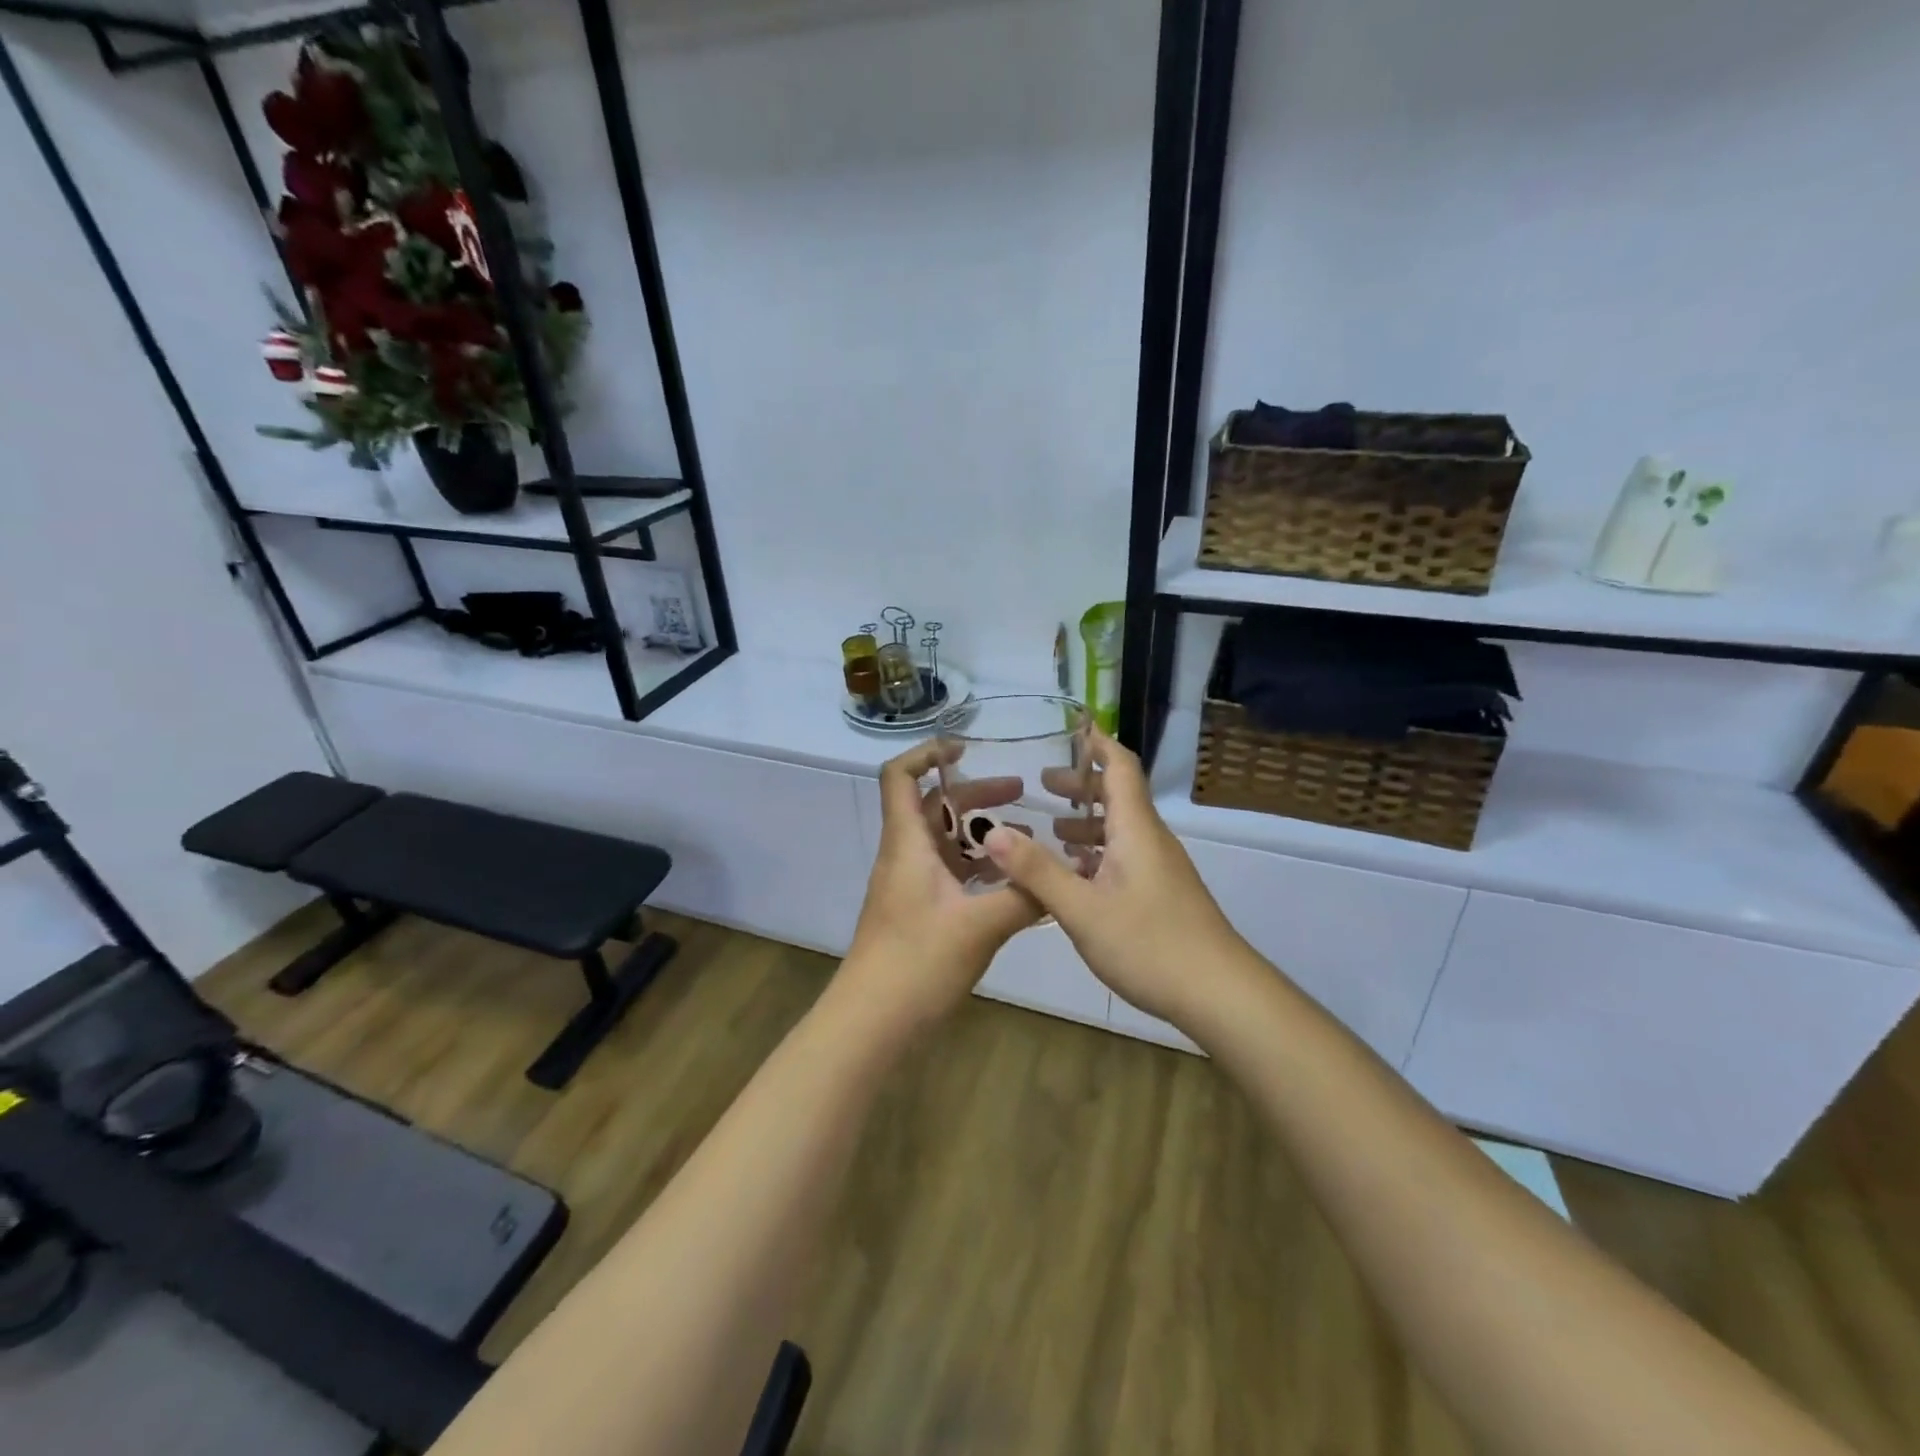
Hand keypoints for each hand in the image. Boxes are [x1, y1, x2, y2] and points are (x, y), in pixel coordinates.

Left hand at [836, 741, 1044, 1040]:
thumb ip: (1023, 896)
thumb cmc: (917, 963)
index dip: (926, 753)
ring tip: (1026, 836)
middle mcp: (904, 856)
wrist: (872, 1024)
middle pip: (932, 807)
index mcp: (907, 844)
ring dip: (979, 833)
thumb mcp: (979, 926)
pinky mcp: (918, 913)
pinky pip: (949, 875)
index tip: (966, 748)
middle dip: (973, 794)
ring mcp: (909, 886)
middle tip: (1019, 792)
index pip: (899, 776)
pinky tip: (1013, 883)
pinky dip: (978, 868)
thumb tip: (1062, 874)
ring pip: (943, 843)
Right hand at [984, 727, 1251, 1027]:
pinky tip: (1076, 875)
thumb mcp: (1081, 909)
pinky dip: (1098, 852)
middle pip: (1119, 796)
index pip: (1120, 768)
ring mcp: (1160, 868)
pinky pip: (1125, 856)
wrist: (1220, 994)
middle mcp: (1150, 839)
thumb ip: (1036, 870)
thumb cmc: (1150, 944)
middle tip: (1043, 783)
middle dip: (1082, 785)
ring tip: (1052, 827)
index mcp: (1135, 829)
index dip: (1097, 744)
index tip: (1071, 728)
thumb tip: (992, 831)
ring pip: (1121, 829)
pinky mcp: (1162, 893)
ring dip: (1087, 822)